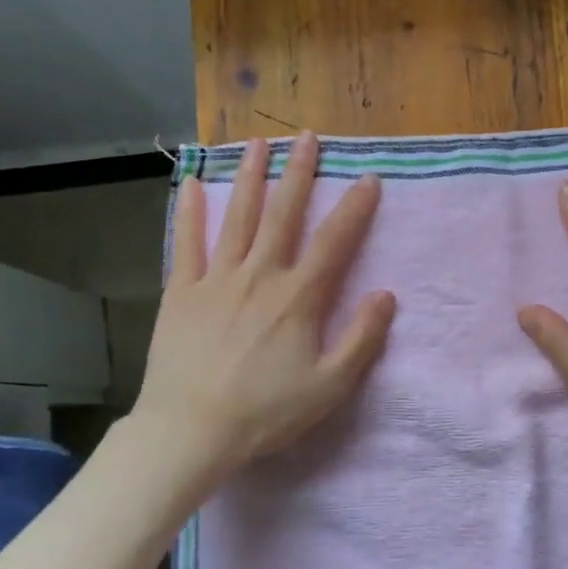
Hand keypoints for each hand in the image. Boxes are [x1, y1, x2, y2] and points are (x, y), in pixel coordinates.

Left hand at [133, 132, 395, 492]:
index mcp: (297, 297)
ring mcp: (216, 279)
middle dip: (299, 173)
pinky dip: (190, 212)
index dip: (355, 208)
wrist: (189, 431)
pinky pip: (186, 243)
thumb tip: (386, 295)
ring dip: (249, 177)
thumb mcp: (329, 386)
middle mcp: (259, 275)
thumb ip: (362, 339)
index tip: (369, 179)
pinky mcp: (181, 292)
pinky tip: (191, 184)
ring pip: (237, 217)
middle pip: (283, 214)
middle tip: (307, 137)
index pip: (334, 242)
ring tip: (257, 143)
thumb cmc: (265, 412)